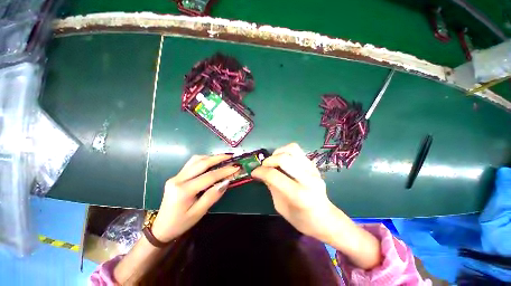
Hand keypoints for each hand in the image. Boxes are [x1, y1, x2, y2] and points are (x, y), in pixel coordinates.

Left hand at [151, 154, 239, 242]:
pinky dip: (204, 159)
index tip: (236, 167)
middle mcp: (178, 179)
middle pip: (201, 163)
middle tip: (231, 156)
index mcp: (183, 191)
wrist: (161, 227)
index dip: (224, 171)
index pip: (209, 176)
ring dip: (211, 157)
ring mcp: (176, 176)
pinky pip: (192, 163)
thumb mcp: (199, 213)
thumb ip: (212, 196)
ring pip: (196, 160)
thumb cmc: (181, 223)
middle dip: (218, 158)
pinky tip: (211, 161)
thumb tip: (226, 182)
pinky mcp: (177, 176)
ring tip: (223, 157)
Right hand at [252, 143, 334, 239]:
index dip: (260, 172)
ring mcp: (312, 169)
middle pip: (284, 158)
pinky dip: (285, 152)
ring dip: (278, 153)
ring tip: (273, 161)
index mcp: (299, 195)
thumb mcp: (281, 207)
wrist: (325, 218)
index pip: (274, 176)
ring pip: (292, 149)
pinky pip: (297, 151)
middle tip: (263, 167)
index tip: (254, 173)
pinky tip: (282, 161)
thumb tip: (262, 173)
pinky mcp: (313, 165)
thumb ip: (271, 187)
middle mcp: (308, 179)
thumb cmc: (301, 219)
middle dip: (269, 160)